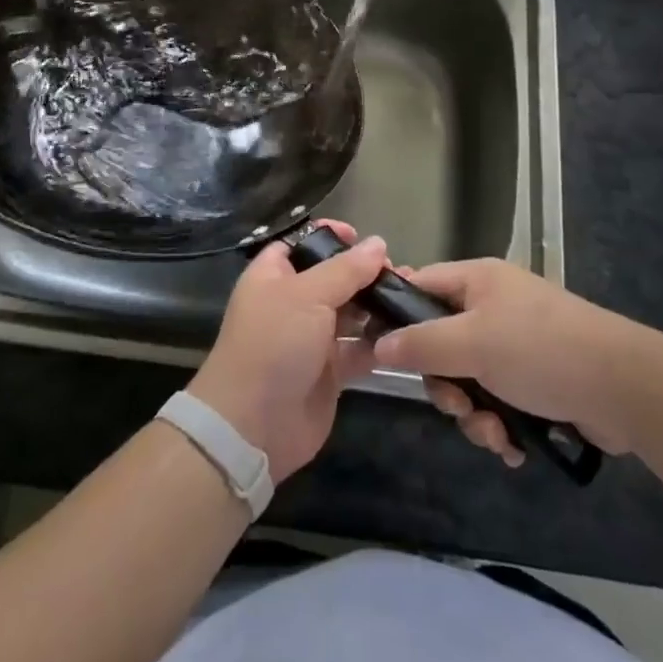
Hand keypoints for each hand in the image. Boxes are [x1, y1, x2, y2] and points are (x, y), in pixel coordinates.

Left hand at [187, 221, 386, 482]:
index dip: (329, 237)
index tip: (362, 237)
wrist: (253, 424)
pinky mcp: (329, 373)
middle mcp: (291, 303)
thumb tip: (378, 243)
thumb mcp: (308, 295)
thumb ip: (346, 269)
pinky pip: (358, 350)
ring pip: (349, 314)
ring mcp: (310, 339)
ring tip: (410, 298)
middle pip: (332, 279)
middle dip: (364, 274)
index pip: (301, 244)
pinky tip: (405, 334)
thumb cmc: (274, 343)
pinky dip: (378, 343)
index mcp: (273, 276)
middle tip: (399, 272)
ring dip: (376, 306)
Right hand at [371, 259, 648, 464]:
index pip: (420, 285)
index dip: (398, 316)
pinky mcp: (537, 379)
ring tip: (496, 434)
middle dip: (445, 384)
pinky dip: (500, 425)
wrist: (625, 387)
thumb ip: (421, 344)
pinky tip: (514, 446)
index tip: (383, 352)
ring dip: (474, 414)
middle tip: (457, 405)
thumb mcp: (472, 343)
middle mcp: (493, 306)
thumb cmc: (541, 351)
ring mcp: (516, 343)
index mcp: (477, 280)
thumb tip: (378, 345)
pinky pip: (497, 400)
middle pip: (441, 342)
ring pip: (468, 378)